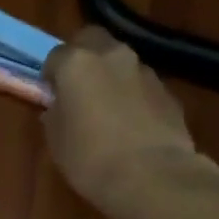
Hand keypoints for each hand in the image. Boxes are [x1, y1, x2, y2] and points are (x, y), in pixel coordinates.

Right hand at [43, 26, 218, 218]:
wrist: (152, 177)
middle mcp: (112, 56)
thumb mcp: (56, 141)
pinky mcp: (168, 92)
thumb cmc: (91, 159)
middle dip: (82, 57)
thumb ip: (55, 114)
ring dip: (111, 76)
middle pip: (92, 41)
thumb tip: (60, 107)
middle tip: (77, 88)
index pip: (55, 56)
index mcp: (77, 64)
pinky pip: (142, 86)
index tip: (50, 96)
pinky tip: (131, 126)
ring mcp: (145, 71)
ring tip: (107, 110)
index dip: (50, 76)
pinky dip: (133, 96)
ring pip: (121, 62)